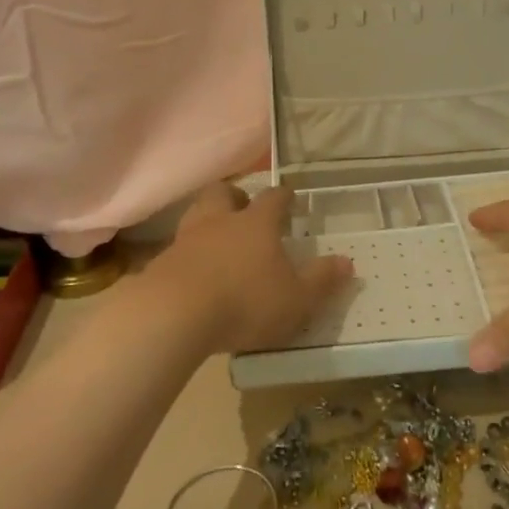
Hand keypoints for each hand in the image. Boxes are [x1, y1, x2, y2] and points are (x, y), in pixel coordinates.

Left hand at [145, 184, 353, 353]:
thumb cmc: (245, 302)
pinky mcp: (161, 264)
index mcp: (256, 223)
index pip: (273, 198)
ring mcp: (186, 240)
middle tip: (245, 208)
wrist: (173, 315)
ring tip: (218, 238)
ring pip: (196, 214)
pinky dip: (188, 255)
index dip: (284, 196)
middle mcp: (220, 221)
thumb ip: (321, 280)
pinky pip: (178, 248)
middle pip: (224, 193)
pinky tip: (195, 273)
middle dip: (236, 196)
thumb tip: (347, 262)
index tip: (290, 197)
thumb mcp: (296, 299)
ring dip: (208, 220)